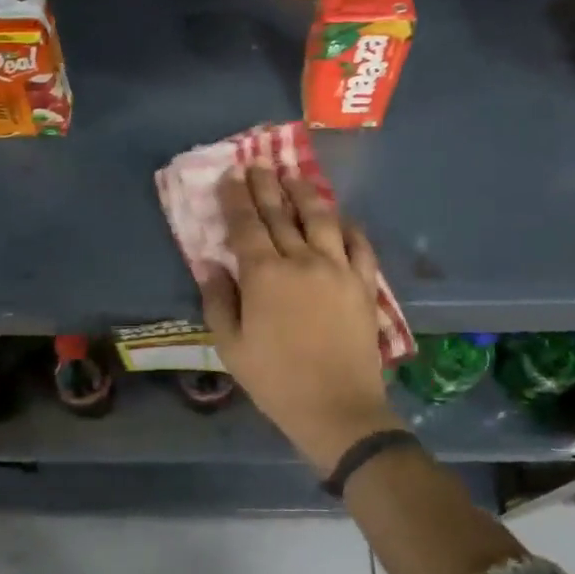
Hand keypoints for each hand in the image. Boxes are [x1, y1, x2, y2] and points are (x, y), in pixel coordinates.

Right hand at [198, 168, 402, 474]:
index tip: (231, 175)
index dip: (236, 198)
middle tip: (257, 165)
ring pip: (321, 218)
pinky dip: (348, 226)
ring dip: (305, 193)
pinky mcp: (364, 283)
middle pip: (281, 213)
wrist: (338, 408)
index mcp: (264, 275)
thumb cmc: (276, 380)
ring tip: (293, 177)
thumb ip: (218, 301)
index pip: (246, 225)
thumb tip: (210, 263)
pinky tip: (340, 217)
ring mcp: (338, 268)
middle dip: (266, 186)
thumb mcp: (231, 346)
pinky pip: (359, 244)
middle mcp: (302, 260)